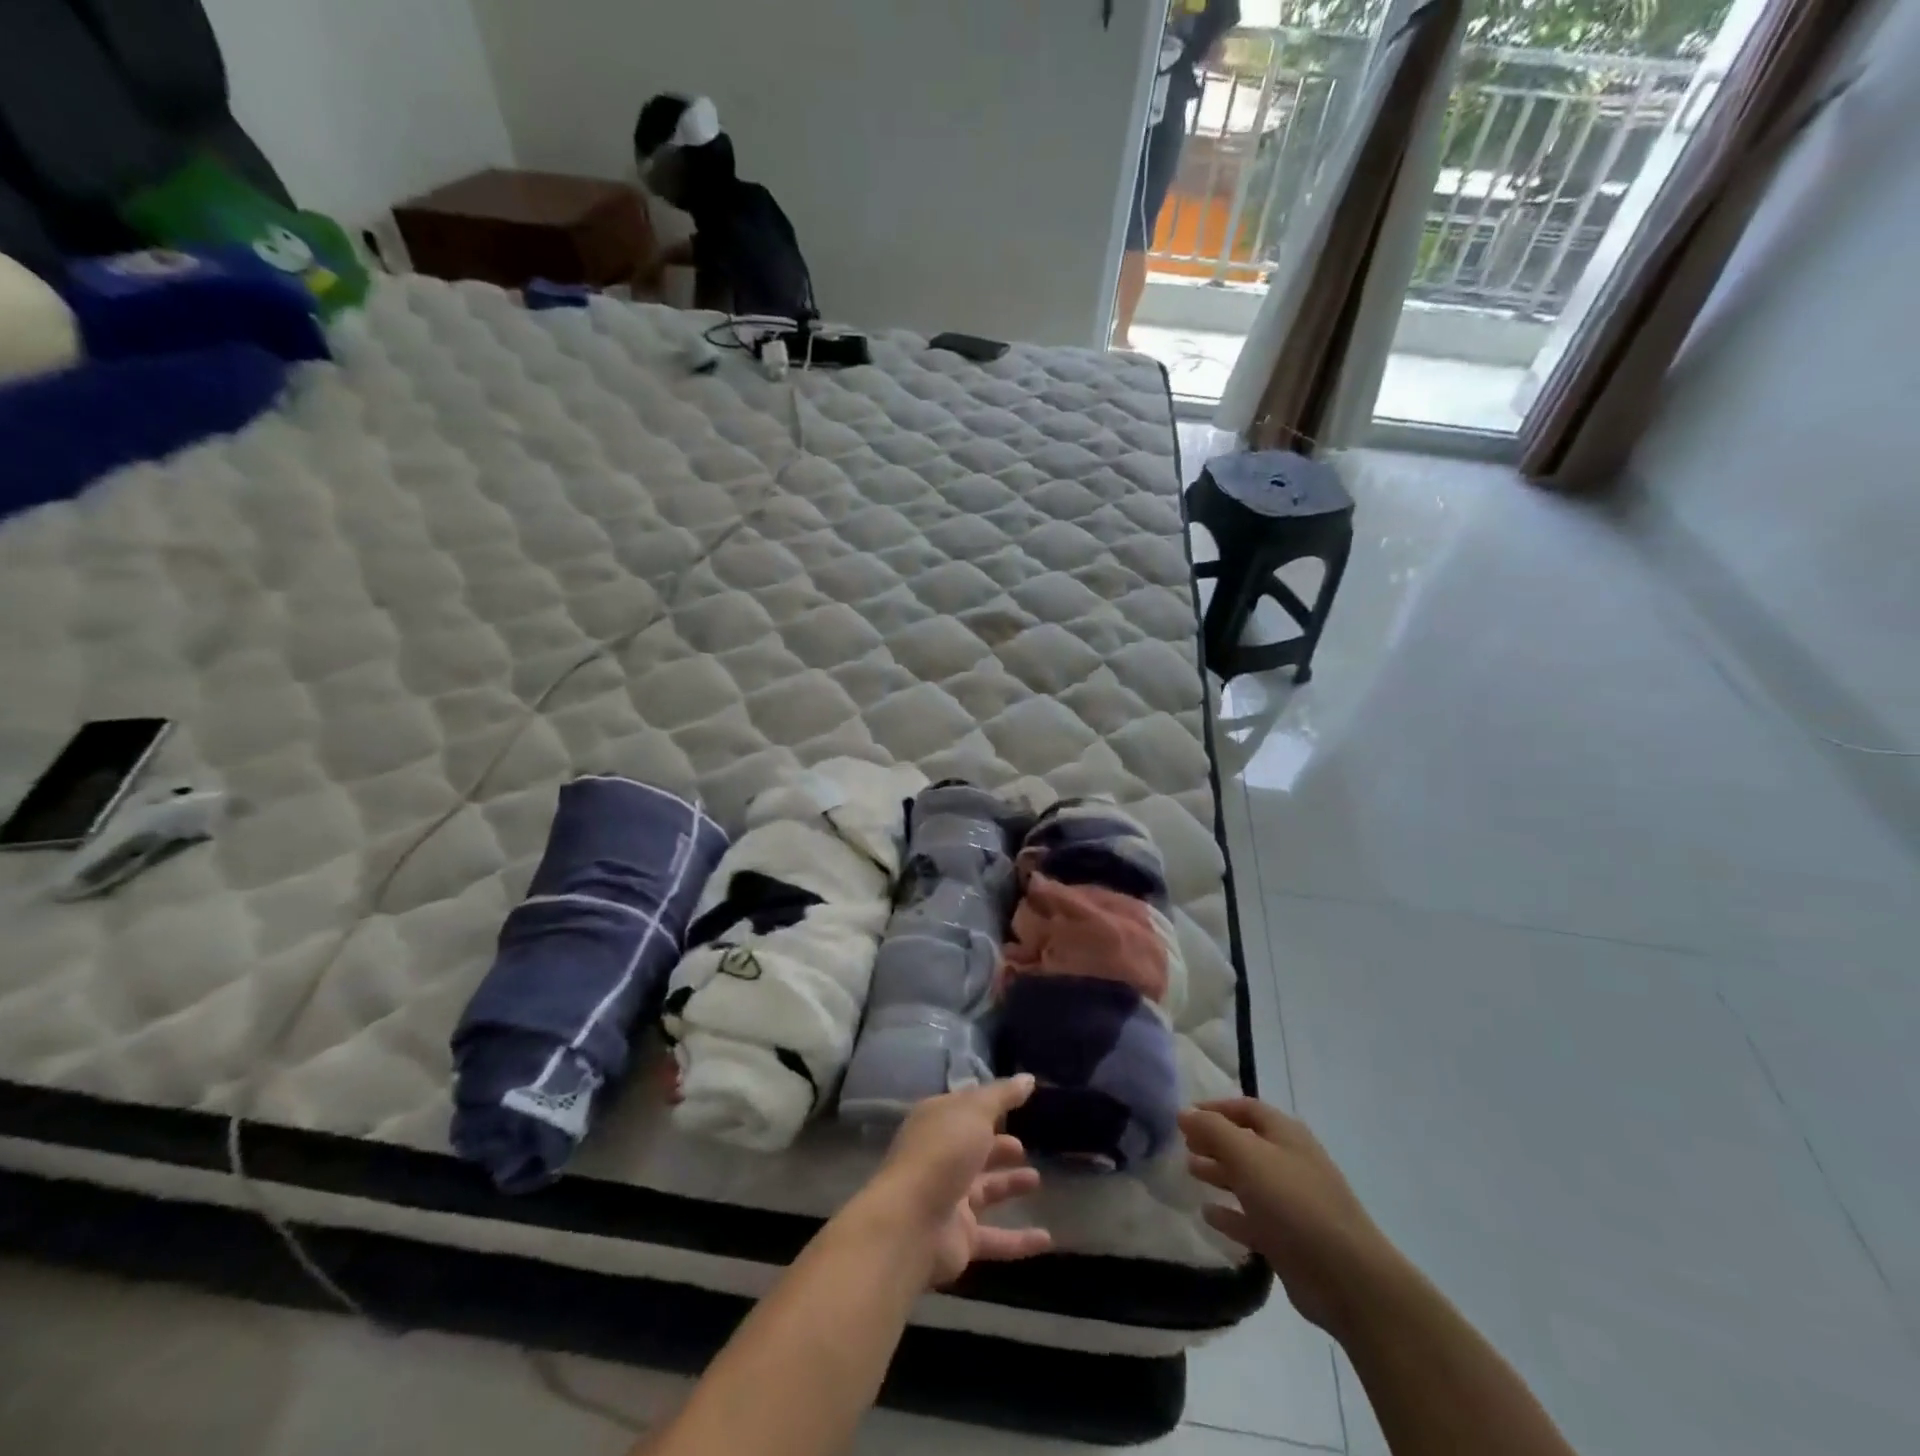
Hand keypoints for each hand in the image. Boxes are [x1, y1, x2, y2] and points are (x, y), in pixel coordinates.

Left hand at [870, 1076, 1051, 1285]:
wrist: (911, 1223)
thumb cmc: (942, 1153)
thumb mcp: (974, 1112)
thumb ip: (1002, 1095)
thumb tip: (1028, 1078)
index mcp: (937, 1123)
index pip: (964, 1108)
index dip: (987, 1105)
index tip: (1014, 1102)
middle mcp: (940, 1158)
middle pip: (973, 1150)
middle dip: (997, 1147)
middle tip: (1022, 1147)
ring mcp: (948, 1200)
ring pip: (984, 1190)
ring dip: (1009, 1185)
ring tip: (1036, 1179)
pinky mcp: (959, 1239)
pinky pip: (995, 1238)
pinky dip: (1019, 1239)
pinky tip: (1047, 1238)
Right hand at [1181, 1098, 1401, 1334]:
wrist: (1348, 1278)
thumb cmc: (1294, 1203)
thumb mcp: (1247, 1156)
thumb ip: (1212, 1131)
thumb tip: (1184, 1112)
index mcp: (1285, 1135)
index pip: (1245, 1108)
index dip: (1214, 1108)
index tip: (1184, 1116)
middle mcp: (1289, 1162)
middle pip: (1246, 1143)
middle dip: (1214, 1141)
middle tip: (1183, 1145)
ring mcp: (1291, 1202)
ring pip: (1248, 1180)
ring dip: (1219, 1173)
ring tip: (1189, 1171)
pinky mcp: (1289, 1239)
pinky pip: (1252, 1219)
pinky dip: (1230, 1214)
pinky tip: (1207, 1214)